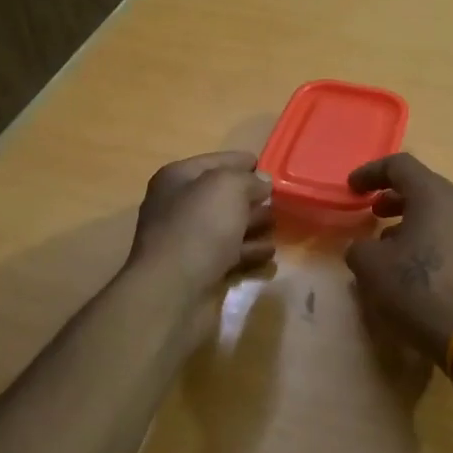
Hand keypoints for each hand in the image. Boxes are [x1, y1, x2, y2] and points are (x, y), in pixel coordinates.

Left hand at [128, 151, 274, 291]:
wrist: (173, 290)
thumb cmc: (199, 227)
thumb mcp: (227, 187)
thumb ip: (248, 179)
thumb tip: (261, 182)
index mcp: (177, 179)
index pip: (214, 161)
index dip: (240, 161)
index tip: (267, 166)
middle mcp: (178, 207)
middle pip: (221, 196)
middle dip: (250, 196)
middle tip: (279, 198)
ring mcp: (187, 240)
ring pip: (227, 226)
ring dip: (253, 224)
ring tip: (278, 224)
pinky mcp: (199, 270)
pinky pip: (230, 254)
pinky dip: (249, 251)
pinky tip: (269, 252)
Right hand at [344, 153, 452, 364]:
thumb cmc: (418, 290)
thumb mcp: (371, 267)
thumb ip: (360, 247)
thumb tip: (366, 248)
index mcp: (435, 195)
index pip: (401, 166)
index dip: (371, 172)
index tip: (352, 188)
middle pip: (425, 187)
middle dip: (394, 197)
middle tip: (372, 212)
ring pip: (441, 213)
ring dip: (413, 221)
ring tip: (391, 244)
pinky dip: (431, 240)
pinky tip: (417, 266)